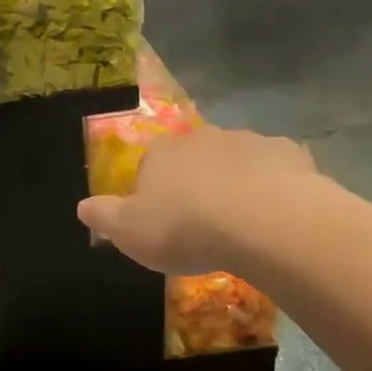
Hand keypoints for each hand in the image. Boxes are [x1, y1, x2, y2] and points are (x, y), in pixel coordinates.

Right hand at [78, 126, 317, 274]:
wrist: (265, 223)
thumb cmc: (186, 228)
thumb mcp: (129, 232)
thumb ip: (103, 216)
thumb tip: (82, 206)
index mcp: (161, 153)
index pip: (149, 166)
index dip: (153, 193)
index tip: (162, 222)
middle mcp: (202, 137)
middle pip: (193, 160)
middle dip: (195, 184)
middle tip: (201, 224)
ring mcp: (249, 141)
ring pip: (235, 161)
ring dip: (234, 184)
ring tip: (240, 224)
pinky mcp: (289, 154)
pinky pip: (274, 170)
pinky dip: (272, 187)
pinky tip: (273, 216)